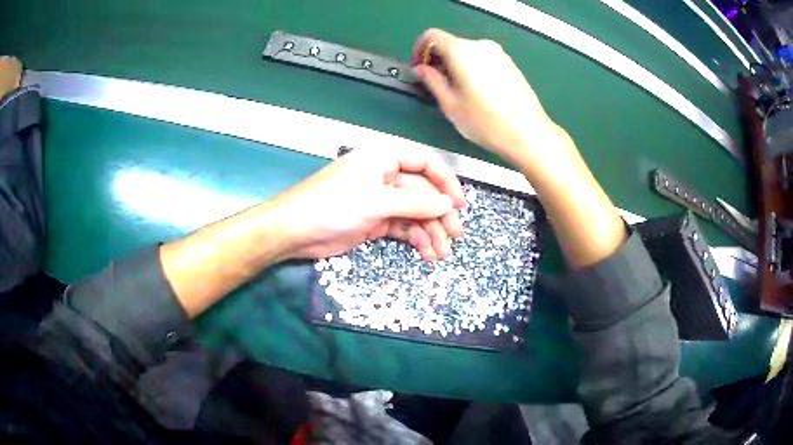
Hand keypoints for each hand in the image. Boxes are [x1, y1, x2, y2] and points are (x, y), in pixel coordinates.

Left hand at [270, 150, 466, 260]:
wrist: (294, 232)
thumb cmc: (332, 205)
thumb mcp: (376, 201)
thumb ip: (415, 203)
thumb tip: (448, 205)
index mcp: (383, 159)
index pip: (424, 163)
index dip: (445, 182)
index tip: (460, 204)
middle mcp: (384, 177)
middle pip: (422, 192)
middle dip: (440, 214)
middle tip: (456, 235)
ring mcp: (379, 201)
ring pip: (414, 214)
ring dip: (430, 232)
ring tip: (442, 253)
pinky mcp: (374, 222)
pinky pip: (402, 228)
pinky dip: (415, 240)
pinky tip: (427, 253)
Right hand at [412, 29, 572, 172]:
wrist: (528, 133)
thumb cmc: (485, 121)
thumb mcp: (450, 104)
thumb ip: (431, 81)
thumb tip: (422, 69)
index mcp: (462, 51)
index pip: (432, 36)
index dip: (420, 49)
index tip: (419, 67)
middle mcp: (481, 46)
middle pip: (451, 43)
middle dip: (438, 59)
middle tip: (434, 82)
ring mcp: (498, 54)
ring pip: (467, 52)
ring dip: (455, 64)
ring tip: (456, 90)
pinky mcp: (510, 64)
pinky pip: (483, 59)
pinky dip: (472, 68)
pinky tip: (476, 91)